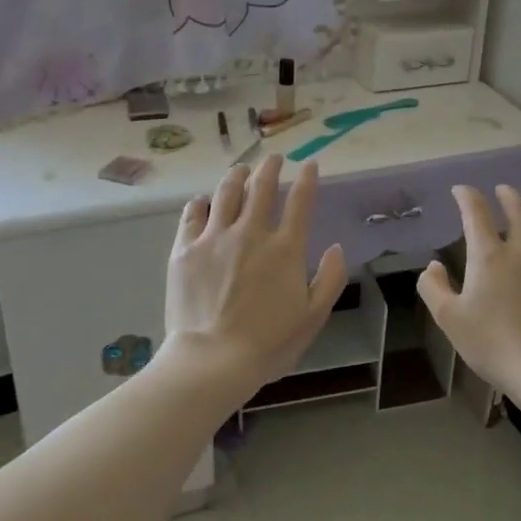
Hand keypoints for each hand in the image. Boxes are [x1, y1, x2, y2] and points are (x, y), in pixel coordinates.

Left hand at [165, 155, 347, 393]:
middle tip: (273, 159)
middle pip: (261, 187)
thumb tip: (335, 248)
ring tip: (241, 169)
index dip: (307, 179)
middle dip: (270, 167)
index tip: (309, 165)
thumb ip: (330, 279)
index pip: (300, 202)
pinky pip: (192, 214)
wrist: (212, 360)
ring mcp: (215, 238)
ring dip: (237, 176)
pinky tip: (204, 201)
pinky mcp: (185, 249)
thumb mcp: (313, 317)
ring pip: (226, 192)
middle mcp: (251, 232)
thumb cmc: (268, 343)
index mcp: (285, 248)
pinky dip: (201, 202)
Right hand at [418, 185, 520, 402]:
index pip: (477, 212)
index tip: (460, 190)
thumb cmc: (491, 343)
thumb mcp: (449, 319)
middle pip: (518, 209)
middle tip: (500, 190)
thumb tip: (433, 266)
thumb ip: (434, 288)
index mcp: (489, 255)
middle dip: (507, 195)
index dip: (467, 196)